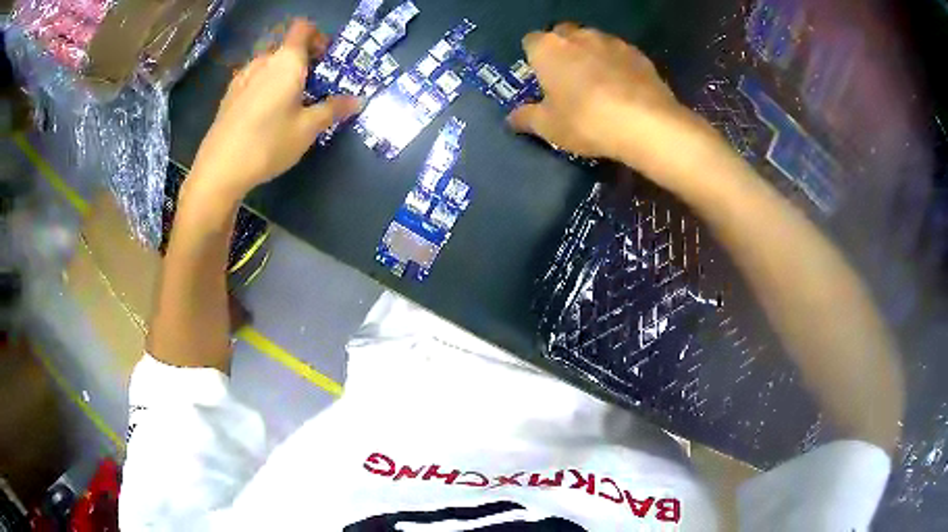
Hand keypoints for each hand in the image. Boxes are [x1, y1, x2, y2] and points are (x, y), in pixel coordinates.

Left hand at [189, 19, 361, 202]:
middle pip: (286, 47)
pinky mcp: (228, 96)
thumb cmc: (269, 143)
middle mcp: (263, 62)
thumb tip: (358, 100)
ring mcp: (242, 78)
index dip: (317, 37)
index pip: (303, 29)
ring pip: (268, 64)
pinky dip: (264, 85)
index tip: (325, 59)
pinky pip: (253, 79)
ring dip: (282, 73)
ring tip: (289, 101)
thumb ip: (333, 109)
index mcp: (286, 61)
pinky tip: (265, 113)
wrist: (219, 169)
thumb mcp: (308, 129)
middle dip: (302, 59)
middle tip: (313, 85)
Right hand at [508, 23, 711, 172]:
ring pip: (593, 41)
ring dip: (592, 55)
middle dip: (563, 50)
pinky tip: (624, 87)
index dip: (534, 59)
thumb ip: (527, 118)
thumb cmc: (585, 121)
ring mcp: (611, 41)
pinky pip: (620, 53)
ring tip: (600, 83)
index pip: (530, 41)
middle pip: (563, 35)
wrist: (645, 123)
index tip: (542, 78)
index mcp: (547, 48)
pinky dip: (618, 64)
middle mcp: (577, 35)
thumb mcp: (549, 127)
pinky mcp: (638, 53)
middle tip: (569, 79)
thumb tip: (512, 118)